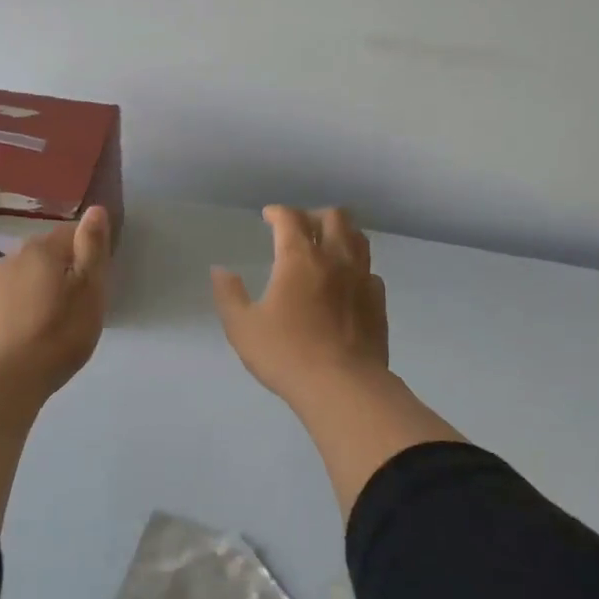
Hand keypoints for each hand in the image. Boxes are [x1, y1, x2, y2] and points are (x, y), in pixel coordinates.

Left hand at [0, 206, 111, 395]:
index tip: (97, 282)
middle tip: (80, 304)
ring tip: (57, 318)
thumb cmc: (61, 331)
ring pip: (30, 272)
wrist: (10, 375)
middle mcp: (14, 255)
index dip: (89, 253)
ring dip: (44, 285)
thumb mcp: (90, 289)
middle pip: (49, 253)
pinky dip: (28, 301)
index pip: (72, 233)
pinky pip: (16, 292)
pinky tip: (35, 326)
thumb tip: (95, 209)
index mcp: (42, 248)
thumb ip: (93, 247)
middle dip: (66, 269)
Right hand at [212, 206, 388, 408]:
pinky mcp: (378, 301)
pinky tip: (347, 281)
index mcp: (299, 259)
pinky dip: (356, 266)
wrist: (343, 386)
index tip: (268, 217)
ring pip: (358, 238)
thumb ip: (229, 295)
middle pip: (333, 217)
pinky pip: (369, 270)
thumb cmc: (287, 354)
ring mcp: (362, 278)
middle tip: (299, 228)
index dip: (278, 212)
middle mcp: (335, 259)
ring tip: (326, 244)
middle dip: (313, 215)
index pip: (291, 219)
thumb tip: (220, 271)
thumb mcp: (242, 327)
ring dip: (340, 233)